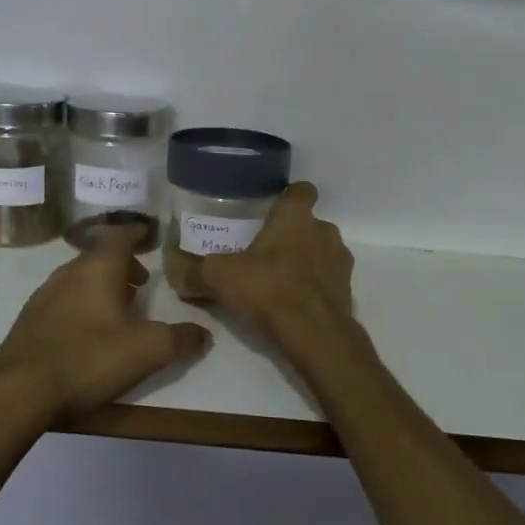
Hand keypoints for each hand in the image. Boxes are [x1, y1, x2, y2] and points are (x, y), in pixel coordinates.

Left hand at [0, 223, 209, 426]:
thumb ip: (179, 339)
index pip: (120, 236)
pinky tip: (88, 332)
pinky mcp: (29, 320)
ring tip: (119, 308)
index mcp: (98, 269)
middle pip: (99, 257)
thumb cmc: (88, 359)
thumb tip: (202, 333)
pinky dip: (81, 304)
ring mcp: (44, 296)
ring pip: (79, 278)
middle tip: (142, 282)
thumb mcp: (147, 351)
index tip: (148, 235)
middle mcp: (69, 273)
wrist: (18, 391)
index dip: (136, 234)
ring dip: (101, 286)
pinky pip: (63, 300)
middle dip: (122, 265)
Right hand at [198, 183, 357, 348]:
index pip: (301, 190)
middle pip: (309, 224)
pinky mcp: (347, 291)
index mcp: (296, 217)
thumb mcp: (220, 278)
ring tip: (278, 281)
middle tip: (264, 253)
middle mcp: (324, 231)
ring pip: (321, 252)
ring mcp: (340, 262)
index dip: (288, 197)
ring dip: (305, 262)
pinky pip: (328, 281)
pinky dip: (314, 288)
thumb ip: (197, 273)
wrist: (314, 334)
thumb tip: (177, 276)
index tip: (272, 209)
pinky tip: (293, 305)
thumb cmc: (268, 289)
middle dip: (291, 236)